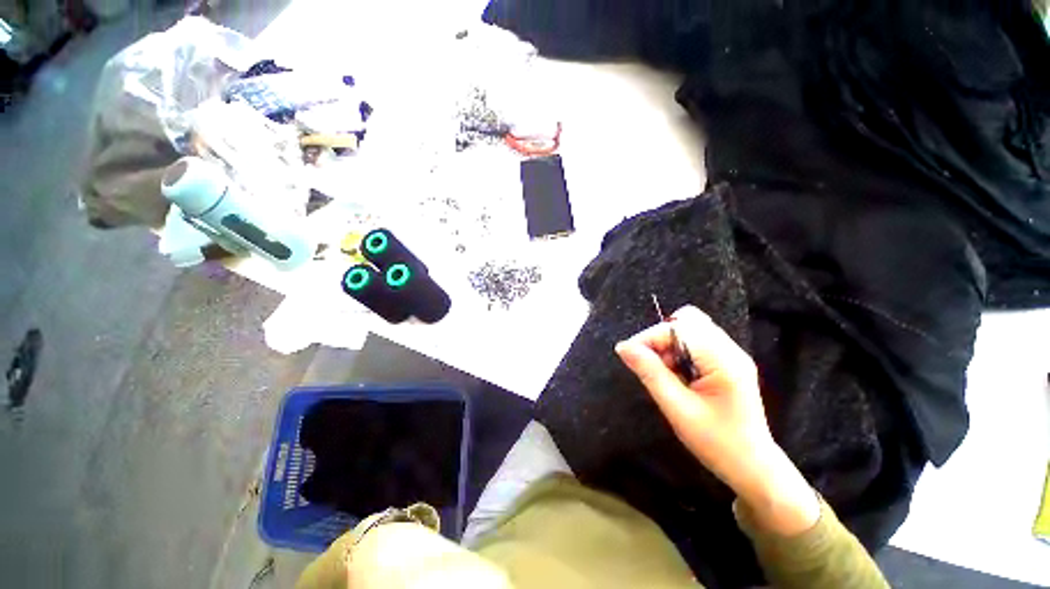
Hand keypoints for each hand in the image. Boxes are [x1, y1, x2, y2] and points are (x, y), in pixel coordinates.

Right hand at [615, 305, 818, 535]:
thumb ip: (650, 373)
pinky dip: (679, 352)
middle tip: (652, 365)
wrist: (752, 468)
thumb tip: (623, 347)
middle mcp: (730, 350)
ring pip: (690, 329)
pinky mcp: (727, 362)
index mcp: (723, 361)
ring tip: (666, 374)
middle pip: (687, 320)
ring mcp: (731, 355)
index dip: (649, 337)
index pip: (679, 327)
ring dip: (669, 345)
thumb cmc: (716, 443)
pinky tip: (678, 375)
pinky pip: (696, 342)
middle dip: (661, 338)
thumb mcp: (677, 409)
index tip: (629, 355)